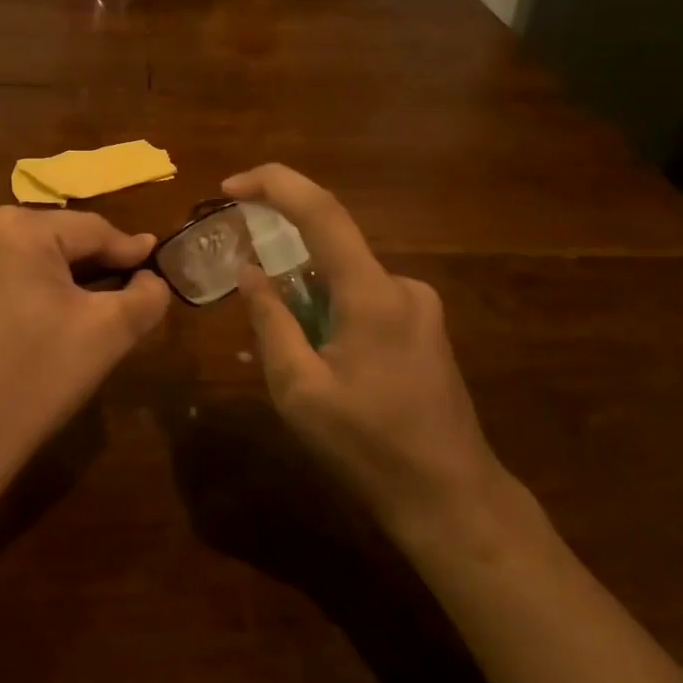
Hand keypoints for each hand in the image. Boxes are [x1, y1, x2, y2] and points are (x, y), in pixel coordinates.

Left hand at [0, 206, 170, 483]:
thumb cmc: (37, 377)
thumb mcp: (108, 332)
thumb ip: (146, 295)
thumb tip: (151, 276)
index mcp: (17, 227)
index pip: (91, 230)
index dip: (129, 251)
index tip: (157, 263)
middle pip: (58, 238)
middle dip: (94, 264)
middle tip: (129, 290)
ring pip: (29, 256)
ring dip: (62, 276)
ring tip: (94, 303)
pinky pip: (2, 273)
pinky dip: (30, 288)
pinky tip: (48, 316)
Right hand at [222, 164, 506, 545]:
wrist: (451, 497)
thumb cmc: (368, 447)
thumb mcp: (300, 390)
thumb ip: (271, 322)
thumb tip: (249, 271)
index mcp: (371, 294)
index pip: (322, 211)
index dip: (274, 184)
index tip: (230, 186)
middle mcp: (402, 285)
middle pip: (331, 245)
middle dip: (284, 257)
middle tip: (250, 295)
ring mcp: (421, 305)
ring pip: (346, 277)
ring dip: (309, 295)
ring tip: (294, 355)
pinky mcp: (425, 326)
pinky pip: (366, 298)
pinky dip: (333, 310)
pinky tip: (328, 362)